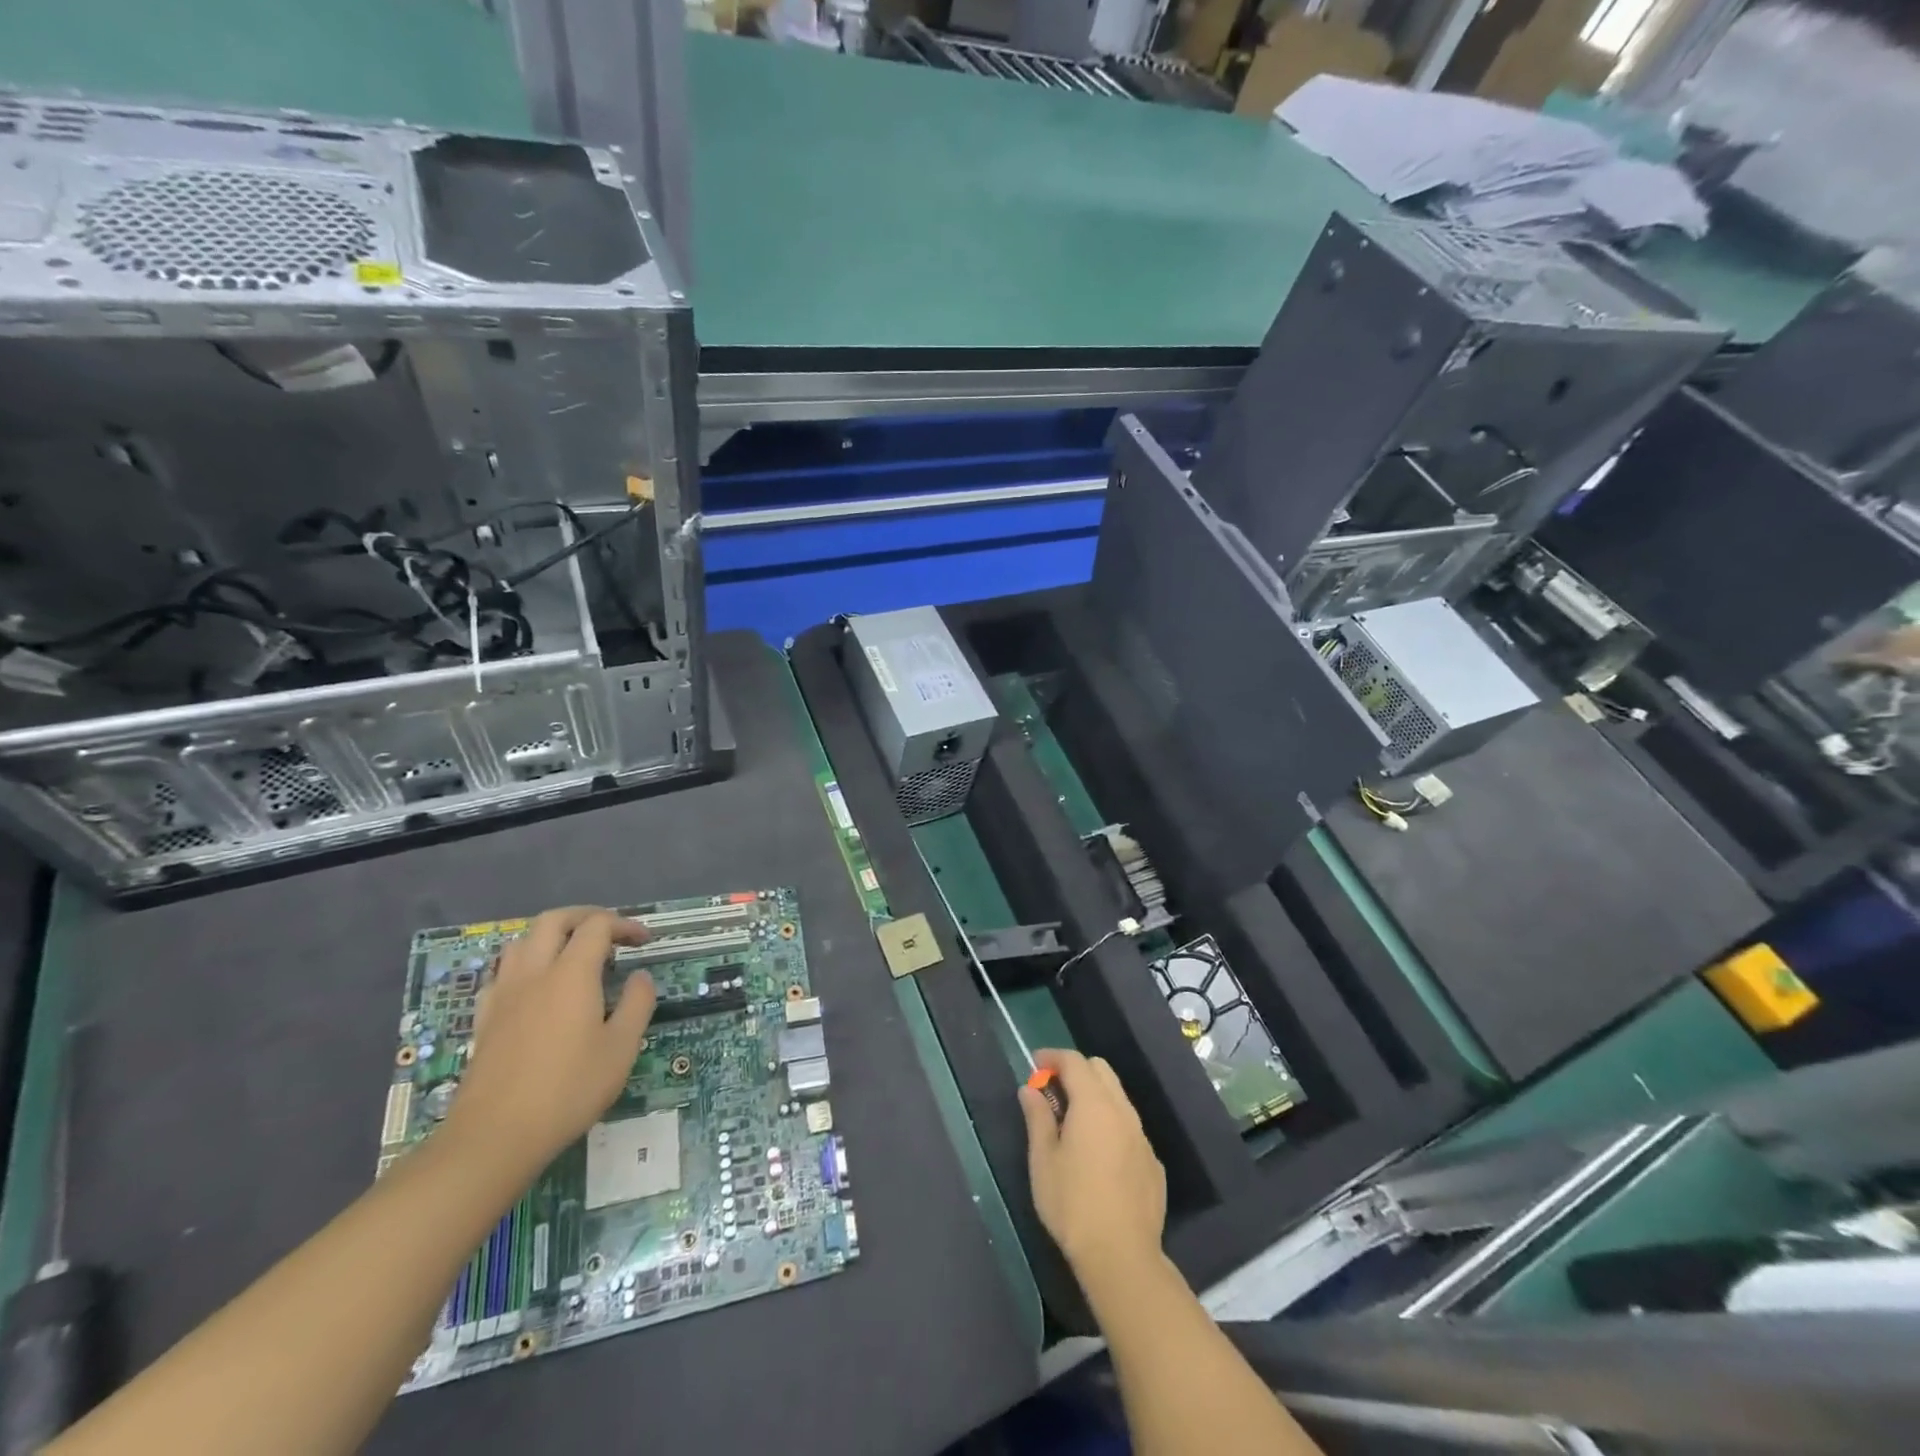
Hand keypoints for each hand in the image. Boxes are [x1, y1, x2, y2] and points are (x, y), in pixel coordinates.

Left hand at [446, 907, 654, 1176]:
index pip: (597, 926)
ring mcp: (503, 995)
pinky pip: (504, 972)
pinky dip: (526, 964)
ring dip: (552, 936)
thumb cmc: (568, 1090)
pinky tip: (537, 989)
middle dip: (585, 917)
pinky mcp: (485, 1018)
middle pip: (553, 920)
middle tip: (610, 933)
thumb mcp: (621, 1049)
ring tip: (574, 956)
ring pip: (522, 941)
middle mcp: (534, 973)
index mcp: (571, 975)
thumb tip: (641, 977)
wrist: (494, 1137)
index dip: (625, 925)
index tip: (644, 943)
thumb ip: (637, 1004)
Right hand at [1018, 1048, 1165, 1280]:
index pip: (1074, 1061)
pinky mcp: (1153, 1162)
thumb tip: (1030, 1089)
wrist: (1122, 1257)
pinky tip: (1097, 1157)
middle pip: (1101, 1070)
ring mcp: (1142, 1137)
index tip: (1035, 1066)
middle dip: (1076, 1071)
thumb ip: (1037, 1117)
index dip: (1052, 1057)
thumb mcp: (1043, 1160)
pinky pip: (1129, 1128)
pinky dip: (1110, 1125)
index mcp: (1094, 1104)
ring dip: (1094, 1097)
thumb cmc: (1072, 1204)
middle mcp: (1123, 1111)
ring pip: (1118, 1098)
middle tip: (1053, 1093)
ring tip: (1072, 1124)